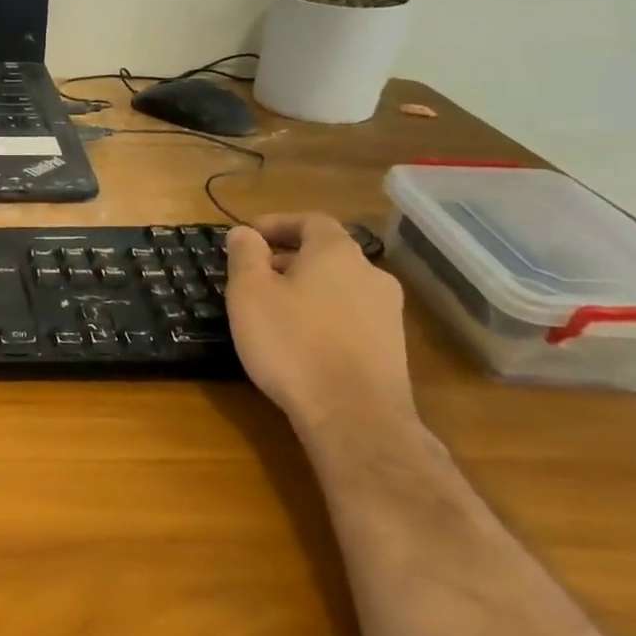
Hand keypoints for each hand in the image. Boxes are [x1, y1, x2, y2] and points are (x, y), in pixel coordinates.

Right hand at [224, 214, 416, 439]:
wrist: (354, 414)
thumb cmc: (292, 343)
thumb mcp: (249, 293)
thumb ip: (245, 255)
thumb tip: (244, 232)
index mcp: (336, 253)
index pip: (310, 220)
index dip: (278, 223)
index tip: (249, 236)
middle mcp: (371, 273)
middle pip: (327, 253)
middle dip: (289, 257)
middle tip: (255, 275)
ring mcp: (388, 311)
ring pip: (340, 285)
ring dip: (307, 288)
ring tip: (274, 309)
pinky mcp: (392, 346)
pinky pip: (351, 315)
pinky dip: (324, 314)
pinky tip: (301, 339)